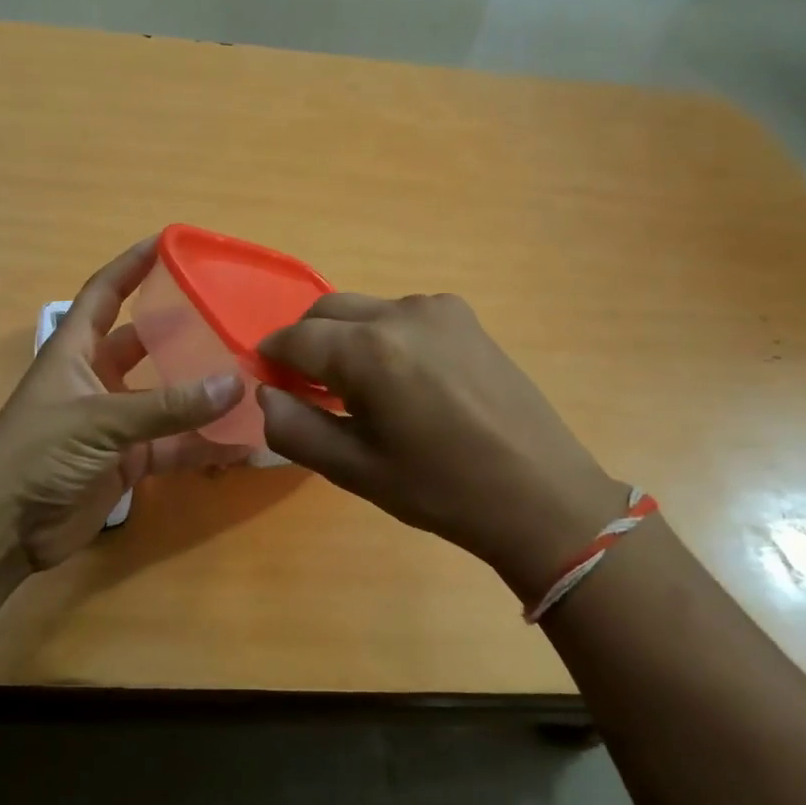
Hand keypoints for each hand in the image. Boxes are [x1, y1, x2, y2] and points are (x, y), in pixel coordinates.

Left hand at [0, 238, 247, 571]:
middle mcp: (98, 379)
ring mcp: (115, 423)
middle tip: (232, 316)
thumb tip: (234, 385)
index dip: (133, 265)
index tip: (171, 241)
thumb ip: (167, 406)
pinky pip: (174, 446)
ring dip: (203, 393)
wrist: (2, 529)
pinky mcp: (128, 461)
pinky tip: (242, 443)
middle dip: (183, 330)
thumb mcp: (99, 421)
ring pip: (168, 398)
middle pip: (146, 343)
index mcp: (76, 351)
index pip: (105, 293)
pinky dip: (204, 445)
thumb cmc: (35, 455)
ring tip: (251, 377)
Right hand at [257, 293, 624, 600]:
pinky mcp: (466, 318)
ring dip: (345, 338)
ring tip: (358, 390)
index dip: (272, 359)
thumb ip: (294, 429)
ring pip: (365, 310)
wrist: (540, 494)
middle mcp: (401, 314)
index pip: (295, 338)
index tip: (268, 383)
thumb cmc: (441, 490)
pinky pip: (401, 316)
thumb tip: (265, 395)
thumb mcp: (356, 470)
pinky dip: (382, 337)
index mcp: (369, 351)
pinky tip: (402, 381)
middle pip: (327, 311)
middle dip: (305, 342)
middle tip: (306, 389)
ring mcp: (439, 310)